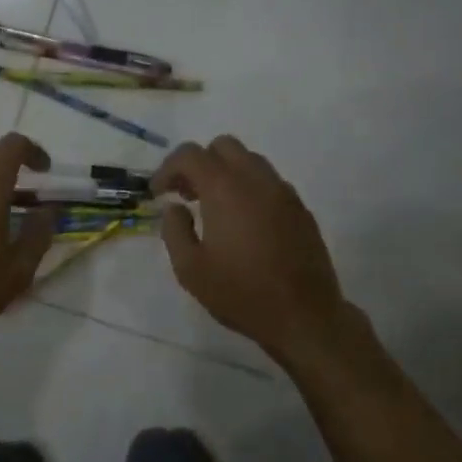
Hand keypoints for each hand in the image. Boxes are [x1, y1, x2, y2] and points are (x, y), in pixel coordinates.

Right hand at [153, 136, 352, 363]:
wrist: (303, 315)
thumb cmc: (240, 293)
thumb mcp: (190, 269)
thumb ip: (174, 231)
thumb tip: (175, 208)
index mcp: (225, 189)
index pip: (190, 154)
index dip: (167, 169)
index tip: (157, 194)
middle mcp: (257, 180)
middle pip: (223, 146)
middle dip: (199, 163)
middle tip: (186, 194)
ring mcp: (283, 192)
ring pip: (250, 160)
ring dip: (226, 173)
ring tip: (213, 208)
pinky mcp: (300, 208)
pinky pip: (269, 182)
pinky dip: (249, 188)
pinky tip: (243, 222)